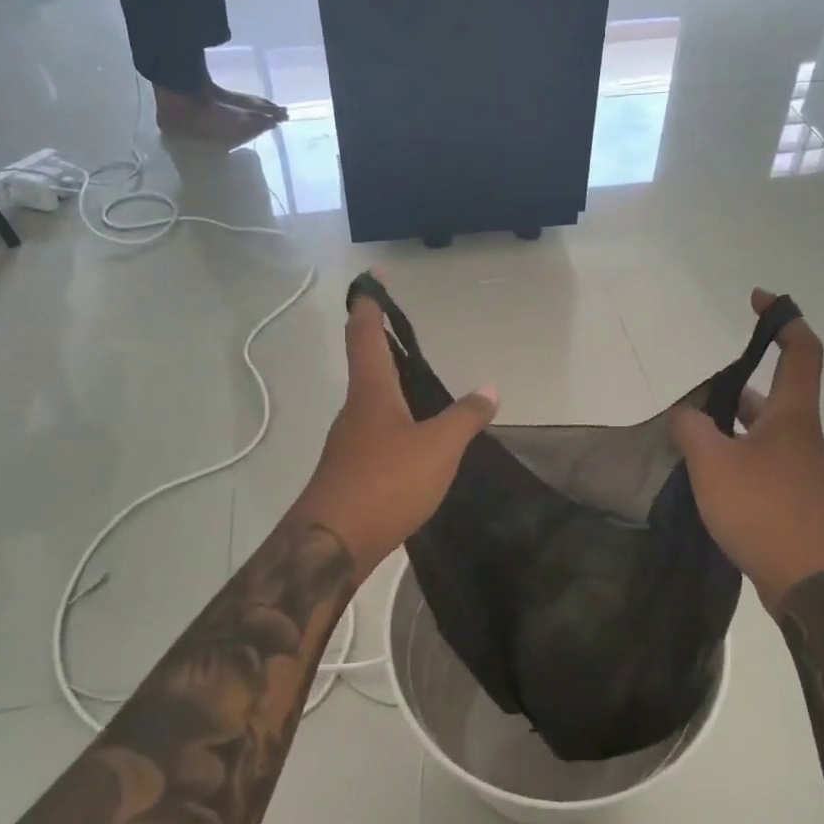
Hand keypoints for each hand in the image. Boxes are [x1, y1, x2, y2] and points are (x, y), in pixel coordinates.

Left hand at [289, 284, 499, 571]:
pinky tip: (413, 441)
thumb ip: (466, 416)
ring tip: (416, 384)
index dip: (370, 303)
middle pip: (364, 364)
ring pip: (370, 401)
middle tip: (402, 330)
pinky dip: (393, 421)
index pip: (366, 333)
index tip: (372, 278)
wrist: (332, 544)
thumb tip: (490, 388)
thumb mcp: (439, 447)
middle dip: (379, 342)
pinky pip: (375, 432)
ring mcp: (349, 442)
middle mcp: (355, 410)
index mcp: (372, 391)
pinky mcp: (350, 471)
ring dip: (388, 384)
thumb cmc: (386, 481)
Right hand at [671, 289, 823, 611]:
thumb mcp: (713, 465)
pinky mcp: (795, 500)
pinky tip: (710, 474)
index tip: (758, 300)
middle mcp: (803, 436)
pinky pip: (763, 461)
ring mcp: (802, 471)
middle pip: (778, 392)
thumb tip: (688, 416)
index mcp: (793, 415)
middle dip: (740, 382)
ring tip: (694, 431)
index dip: (783, 318)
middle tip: (700, 391)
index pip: (800, 350)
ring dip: (735, 423)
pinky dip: (738, 454)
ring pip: (766, 430)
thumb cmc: (765, 511)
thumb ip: (693, 430)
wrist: (813, 584)